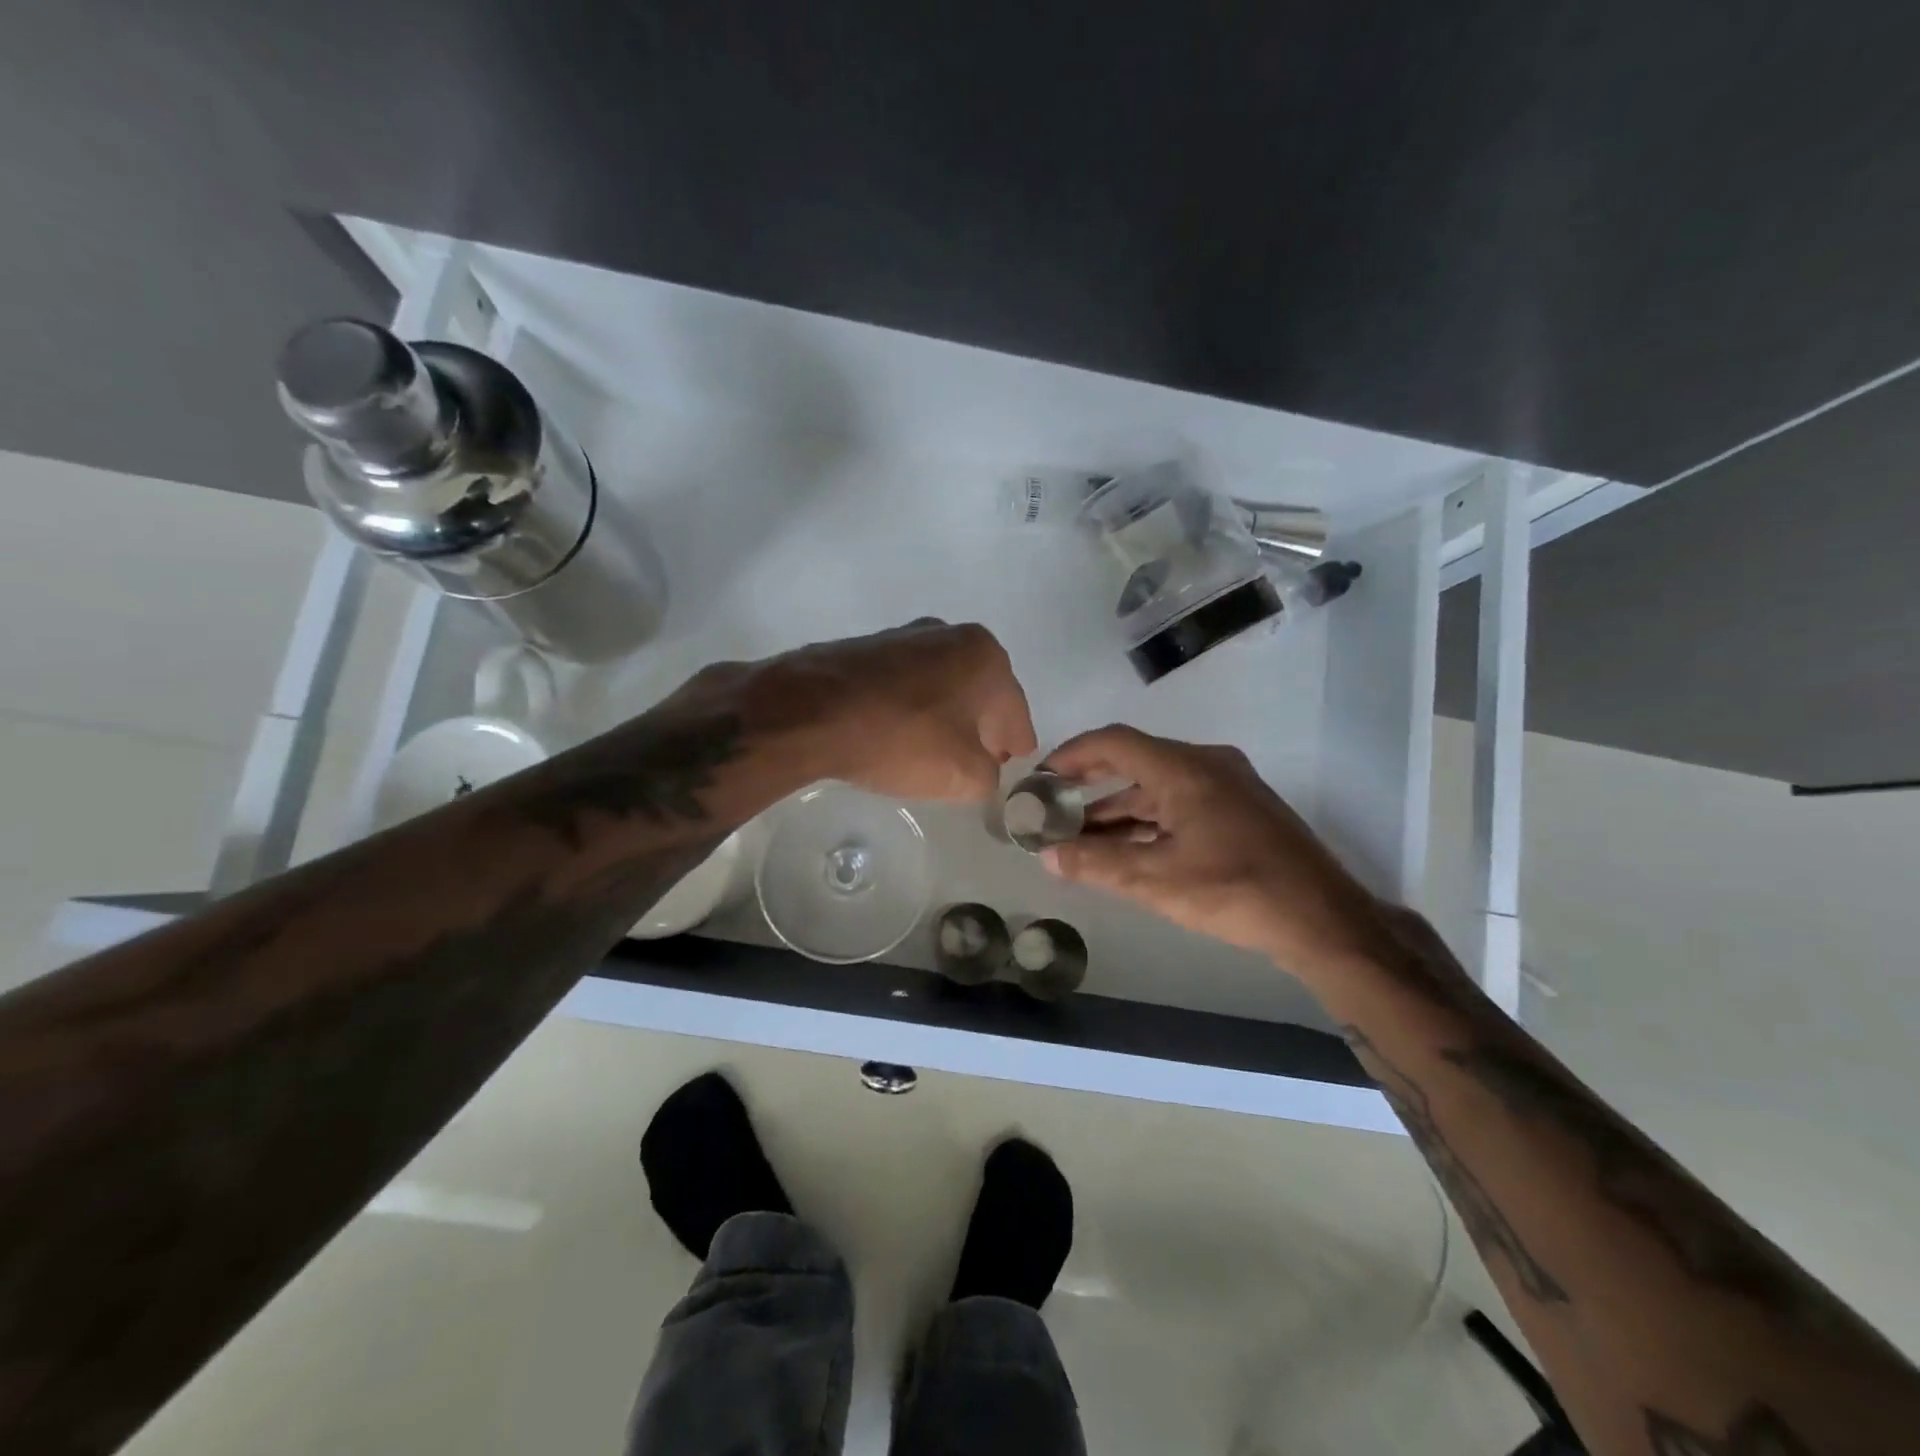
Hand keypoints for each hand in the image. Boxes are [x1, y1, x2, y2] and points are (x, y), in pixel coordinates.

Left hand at [742, 620, 1037, 801]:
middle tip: (979, 760)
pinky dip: (913, 706)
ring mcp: (906, 635)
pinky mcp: (868, 646)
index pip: (1015, 712)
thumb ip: (989, 778)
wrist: (811, 710)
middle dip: (983, 726)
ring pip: (943, 684)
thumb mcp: (964, 775)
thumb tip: (983, 773)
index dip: (1015, 744)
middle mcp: (951, 634)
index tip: (1011, 763)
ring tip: (937, 749)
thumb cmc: (902, 739)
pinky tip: (900, 731)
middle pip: (981, 692)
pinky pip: (907, 683)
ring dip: (946, 715)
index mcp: (986, 657)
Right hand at [1040, 725, 1387, 973]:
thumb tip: (1047, 856)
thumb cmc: (1235, 891)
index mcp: (1185, 769)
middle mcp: (1206, 764)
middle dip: (1089, 784)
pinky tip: (1126, 848)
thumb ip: (1097, 864)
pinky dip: (1148, 820)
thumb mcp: (1156, 880)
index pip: (1114, 742)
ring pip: (1158, 786)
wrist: (1323, 919)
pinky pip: (1180, 802)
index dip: (1071, 755)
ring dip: (1118, 808)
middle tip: (1052, 804)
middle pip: (1134, 760)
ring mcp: (1227, 785)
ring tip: (1079, 836)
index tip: (1040, 776)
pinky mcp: (1240, 809)